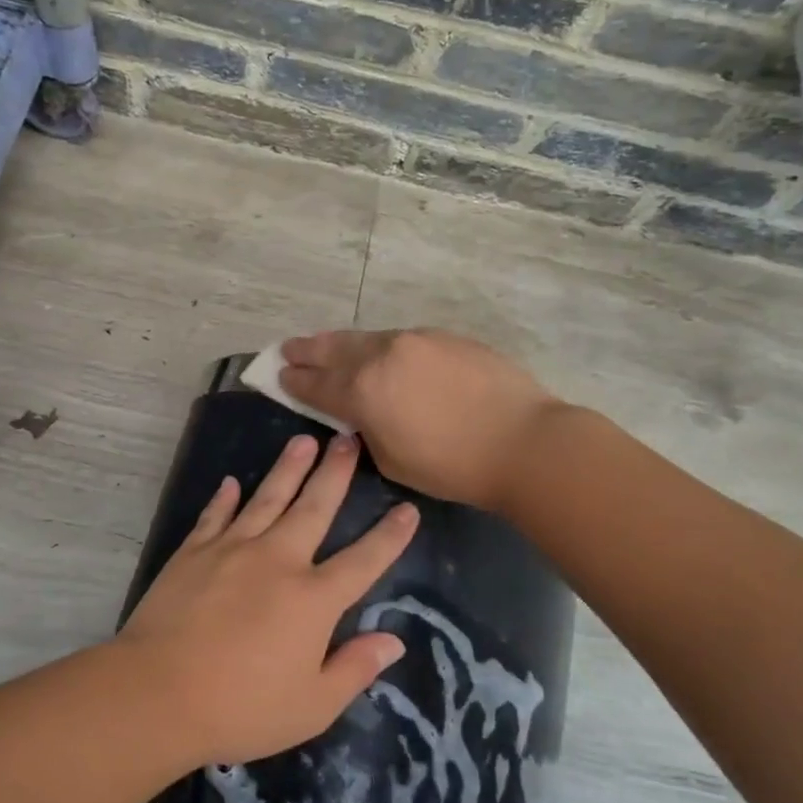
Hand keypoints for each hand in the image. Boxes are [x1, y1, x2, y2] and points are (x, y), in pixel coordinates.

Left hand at [118, 432, 418, 766]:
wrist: (158, 692)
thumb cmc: (241, 708)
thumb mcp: (312, 706)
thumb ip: (355, 669)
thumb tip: (393, 640)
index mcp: (313, 599)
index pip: (364, 560)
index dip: (390, 535)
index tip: (408, 508)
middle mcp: (278, 560)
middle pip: (314, 507)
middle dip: (335, 472)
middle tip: (348, 437)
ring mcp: (233, 549)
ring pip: (267, 498)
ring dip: (288, 468)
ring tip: (304, 440)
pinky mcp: (194, 551)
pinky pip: (215, 516)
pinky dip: (223, 498)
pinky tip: (230, 482)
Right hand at [279, 329, 562, 512]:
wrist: (524, 441)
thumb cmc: (453, 466)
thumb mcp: (393, 461)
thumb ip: (367, 432)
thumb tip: (361, 416)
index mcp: (364, 390)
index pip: (317, 383)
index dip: (294, 381)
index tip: (278, 375)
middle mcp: (382, 355)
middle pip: (334, 348)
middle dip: (307, 350)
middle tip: (288, 349)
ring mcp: (416, 340)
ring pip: (367, 338)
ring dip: (341, 344)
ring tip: (325, 345)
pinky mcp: (445, 337)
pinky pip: (401, 339)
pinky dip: (380, 346)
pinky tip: (381, 354)